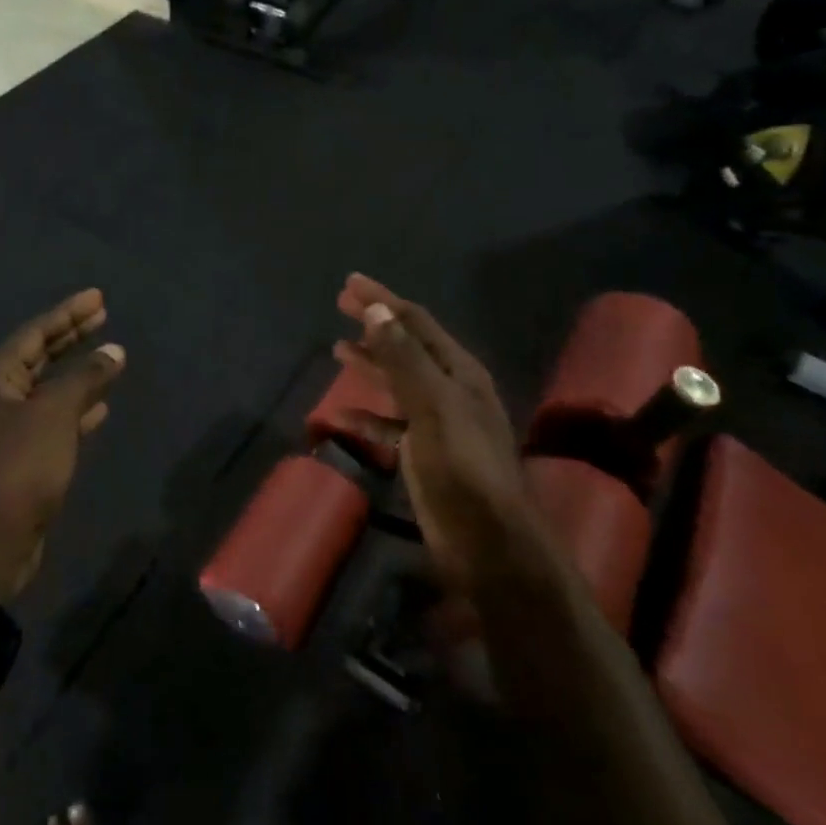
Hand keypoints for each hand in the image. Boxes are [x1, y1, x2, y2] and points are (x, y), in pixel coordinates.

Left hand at [0, 290, 125, 602]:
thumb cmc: (18, 469)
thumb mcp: (54, 416)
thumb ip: (85, 378)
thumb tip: (114, 351)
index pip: (34, 334)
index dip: (67, 314)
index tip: (98, 298)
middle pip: (38, 357)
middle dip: (71, 337)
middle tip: (103, 316)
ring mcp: (4, 429)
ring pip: (46, 389)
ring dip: (76, 373)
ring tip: (109, 356)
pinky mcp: (18, 457)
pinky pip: (50, 420)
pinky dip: (75, 409)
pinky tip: (100, 406)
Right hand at [333, 275, 540, 593]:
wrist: (487, 541)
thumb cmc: (462, 468)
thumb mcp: (433, 407)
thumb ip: (404, 359)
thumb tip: (377, 310)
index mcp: (459, 372)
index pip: (416, 322)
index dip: (383, 300)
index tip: (350, 283)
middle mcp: (451, 390)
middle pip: (407, 346)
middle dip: (376, 324)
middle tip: (341, 305)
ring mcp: (438, 423)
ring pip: (398, 383)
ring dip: (371, 364)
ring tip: (338, 350)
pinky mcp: (425, 454)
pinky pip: (390, 424)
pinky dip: (368, 416)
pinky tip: (343, 415)